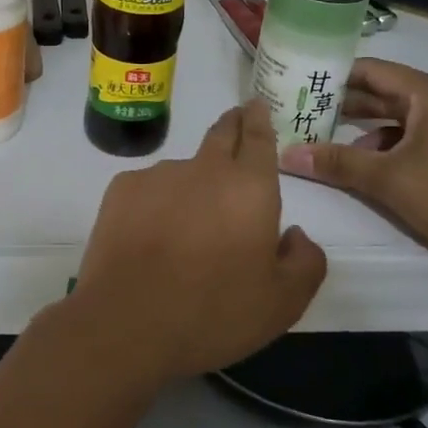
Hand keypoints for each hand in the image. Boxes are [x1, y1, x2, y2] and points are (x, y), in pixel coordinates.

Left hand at [73, 100, 326, 387]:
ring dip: (193, 182)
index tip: (257, 105)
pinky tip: (152, 237)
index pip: (258, 136)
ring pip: (184, 168)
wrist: (127, 322)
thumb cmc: (214, 312)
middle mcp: (205, 168)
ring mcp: (158, 175)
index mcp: (249, 187)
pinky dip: (157, 202)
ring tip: (187, 224)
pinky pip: (149, 188)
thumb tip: (295, 234)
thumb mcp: (283, 303)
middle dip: (232, 125)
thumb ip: (305, 261)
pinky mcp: (122, 189)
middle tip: (236, 124)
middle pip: (221, 133)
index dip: (259, 118)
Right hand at [276, 59, 427, 274]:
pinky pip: (415, 136)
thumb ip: (337, 162)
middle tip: (301, 111)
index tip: (298, 83)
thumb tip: (287, 154)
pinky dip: (388, 146)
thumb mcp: (389, 180)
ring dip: (363, 129)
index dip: (332, 75)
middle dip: (343, 104)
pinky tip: (368, 167)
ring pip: (398, 117)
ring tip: (325, 142)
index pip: (370, 69)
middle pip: (383, 91)